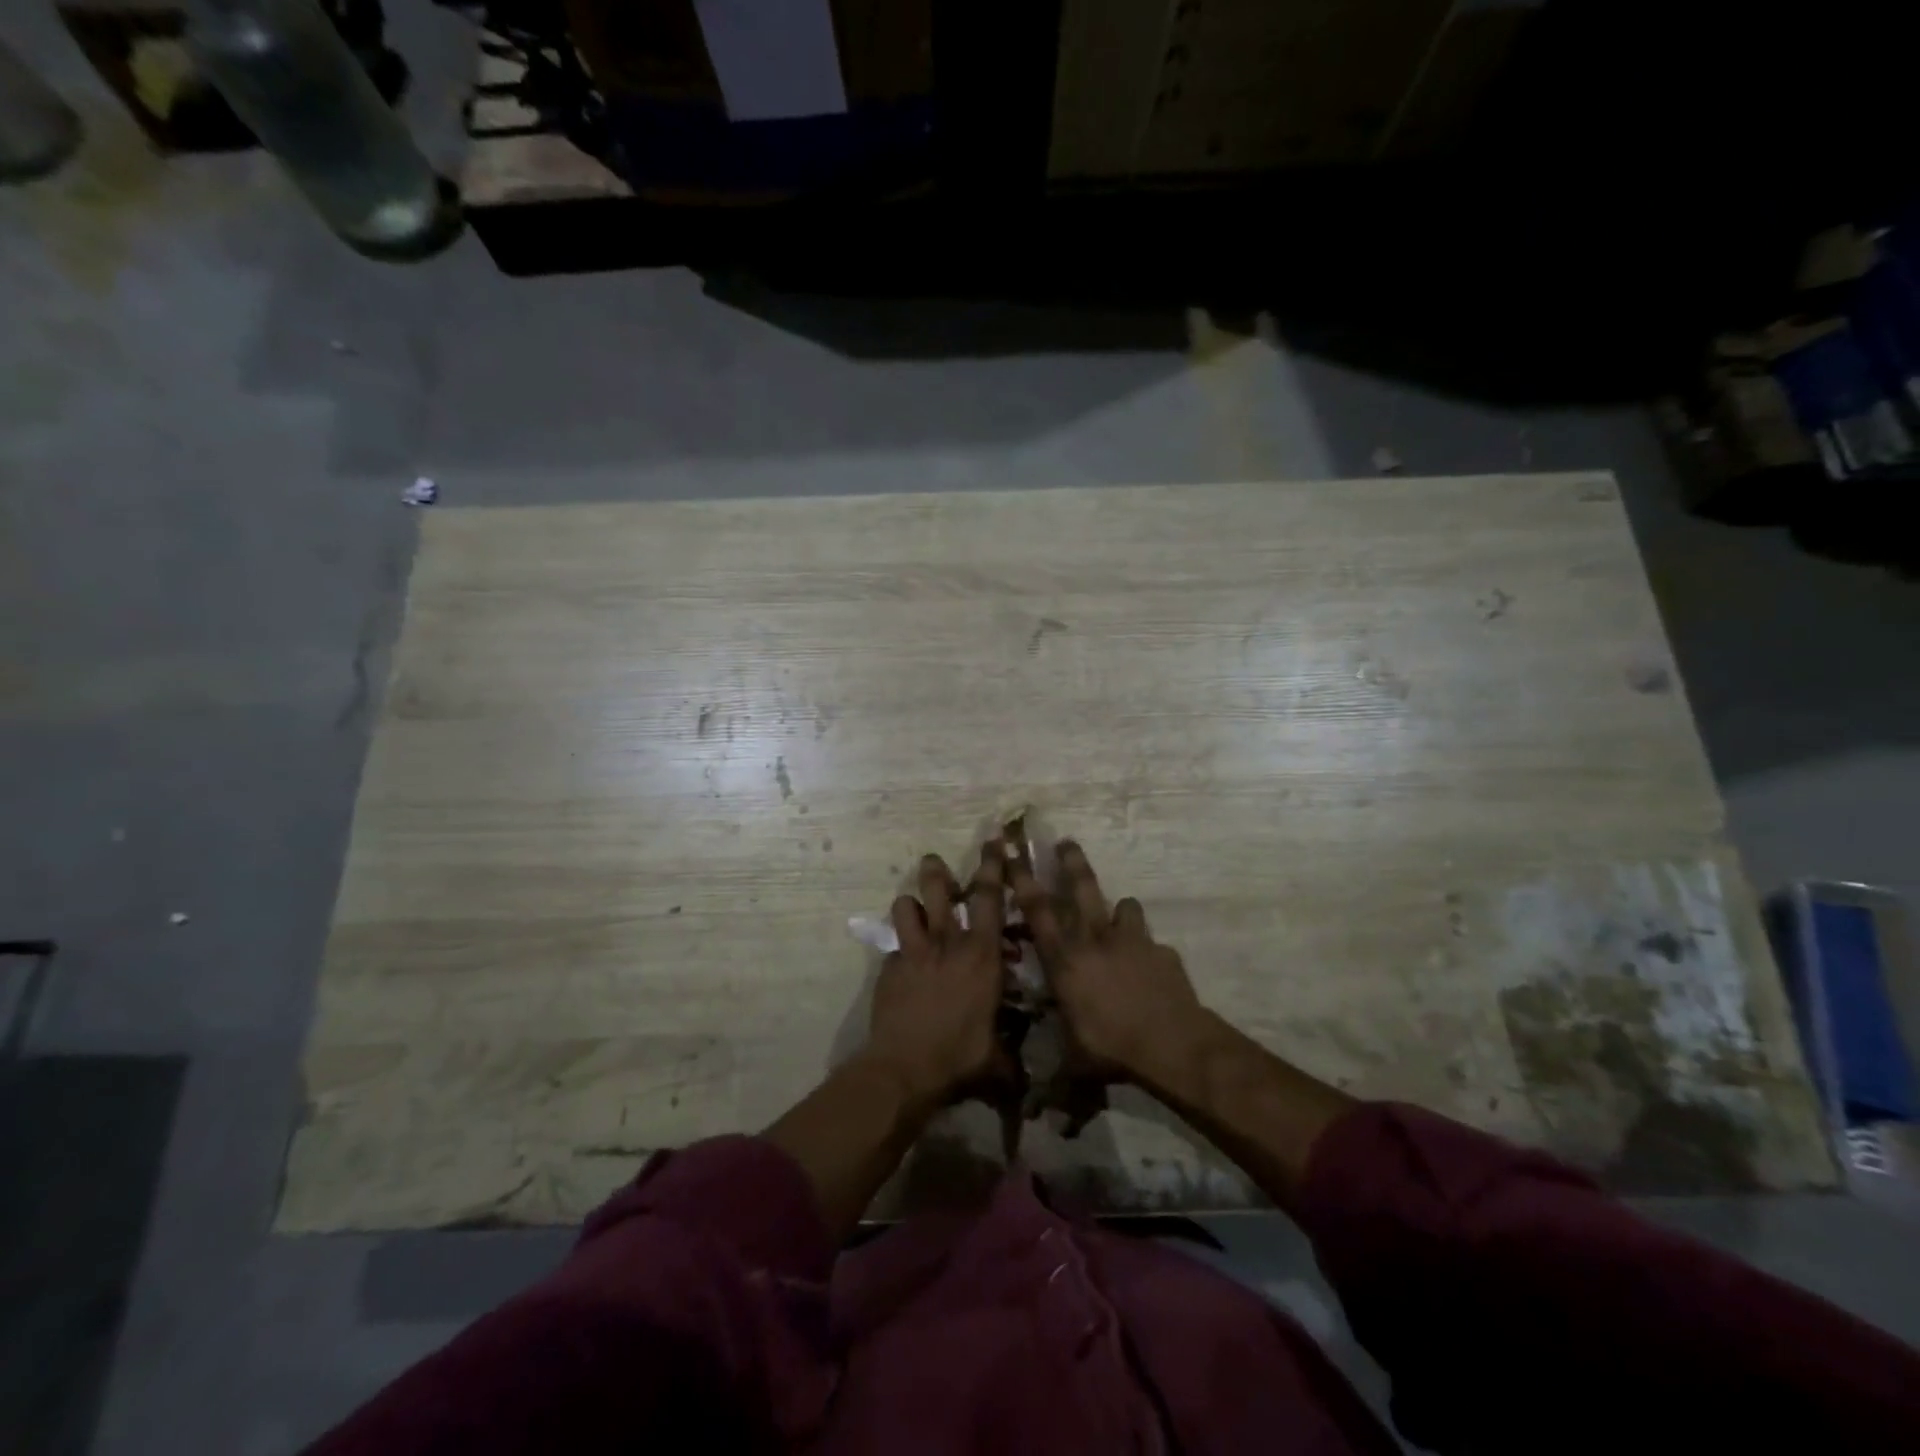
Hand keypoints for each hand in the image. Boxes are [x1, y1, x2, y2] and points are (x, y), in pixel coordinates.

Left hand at [862, 844, 1010, 1108]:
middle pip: (939, 889)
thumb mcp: (999, 1059)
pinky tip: (903, 965)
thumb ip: (1013, 1057)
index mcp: (981, 954)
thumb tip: (1028, 1080)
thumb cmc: (960, 1057)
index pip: (990, 898)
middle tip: (934, 860)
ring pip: (907, 906)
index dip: (993, 866)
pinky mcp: (889, 968)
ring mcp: (913, 952)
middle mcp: (947, 943)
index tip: (993, 842)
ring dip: (912, 903)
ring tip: (915, 909)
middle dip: (937, 869)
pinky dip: (900, 948)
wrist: (904, 1068)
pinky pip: (894, 946)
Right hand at [1009, 841, 1215, 1088]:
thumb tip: (1036, 1117)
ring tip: (1120, 911)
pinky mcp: (1161, 951)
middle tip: (1065, 840)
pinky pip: (1152, 941)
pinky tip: (1152, 964)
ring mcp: (1131, 941)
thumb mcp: (1075, 1067)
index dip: (1023, 881)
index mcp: (1065, 961)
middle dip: (1071, 862)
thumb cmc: (1110, 1050)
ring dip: (1119, 907)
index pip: (1037, 913)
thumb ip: (1056, 1084)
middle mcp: (1094, 940)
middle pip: (1080, 889)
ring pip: (1122, 906)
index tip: (1012, 855)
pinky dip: (1148, 947)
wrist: (1170, 1044)